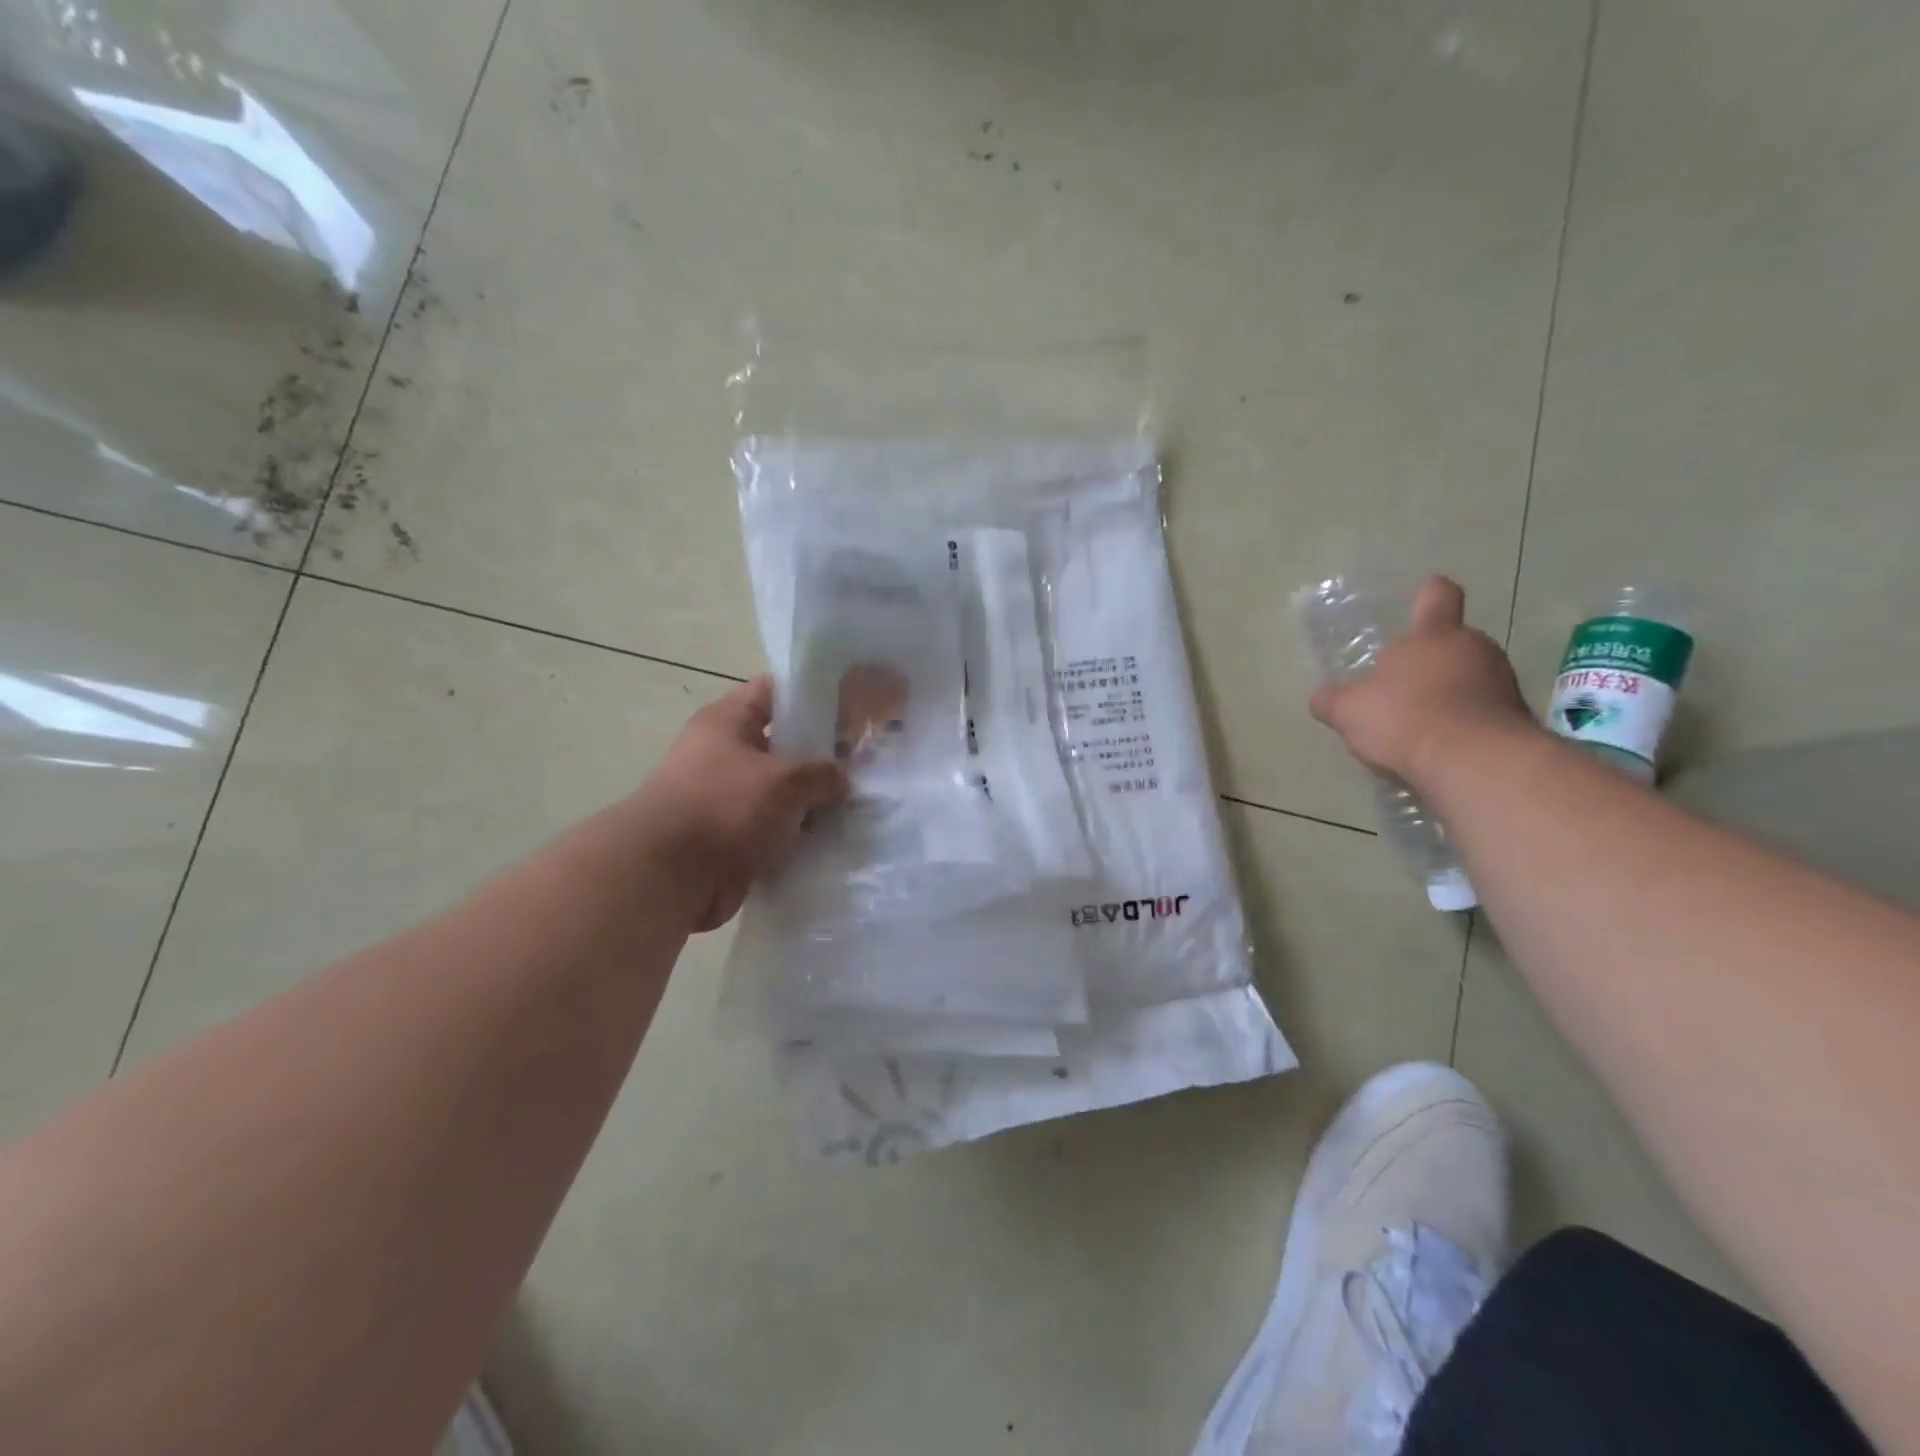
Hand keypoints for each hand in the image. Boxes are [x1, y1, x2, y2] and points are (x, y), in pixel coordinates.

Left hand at [635, 676, 845, 931]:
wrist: (670, 877)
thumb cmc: (724, 807)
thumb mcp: (784, 780)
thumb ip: (821, 773)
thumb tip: (840, 777)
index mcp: (727, 722)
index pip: (773, 691)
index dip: (812, 694)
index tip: (851, 706)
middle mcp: (724, 754)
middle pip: (781, 743)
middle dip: (821, 753)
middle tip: (864, 760)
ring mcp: (727, 797)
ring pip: (781, 790)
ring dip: (813, 799)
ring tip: (859, 800)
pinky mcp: (732, 837)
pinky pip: (775, 827)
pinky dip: (799, 833)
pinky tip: (835, 835)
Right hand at [1309, 576, 1537, 786]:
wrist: (1476, 762)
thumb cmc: (1406, 718)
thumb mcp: (1349, 711)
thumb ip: (1333, 701)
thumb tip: (1322, 698)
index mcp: (1433, 636)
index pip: (1438, 597)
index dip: (1430, 595)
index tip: (1426, 594)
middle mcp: (1475, 649)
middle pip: (1454, 643)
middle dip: (1431, 661)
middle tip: (1403, 687)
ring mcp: (1503, 683)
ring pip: (1472, 678)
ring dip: (1450, 693)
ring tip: (1421, 725)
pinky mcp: (1517, 719)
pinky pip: (1484, 712)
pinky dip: (1465, 723)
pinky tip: (1441, 747)